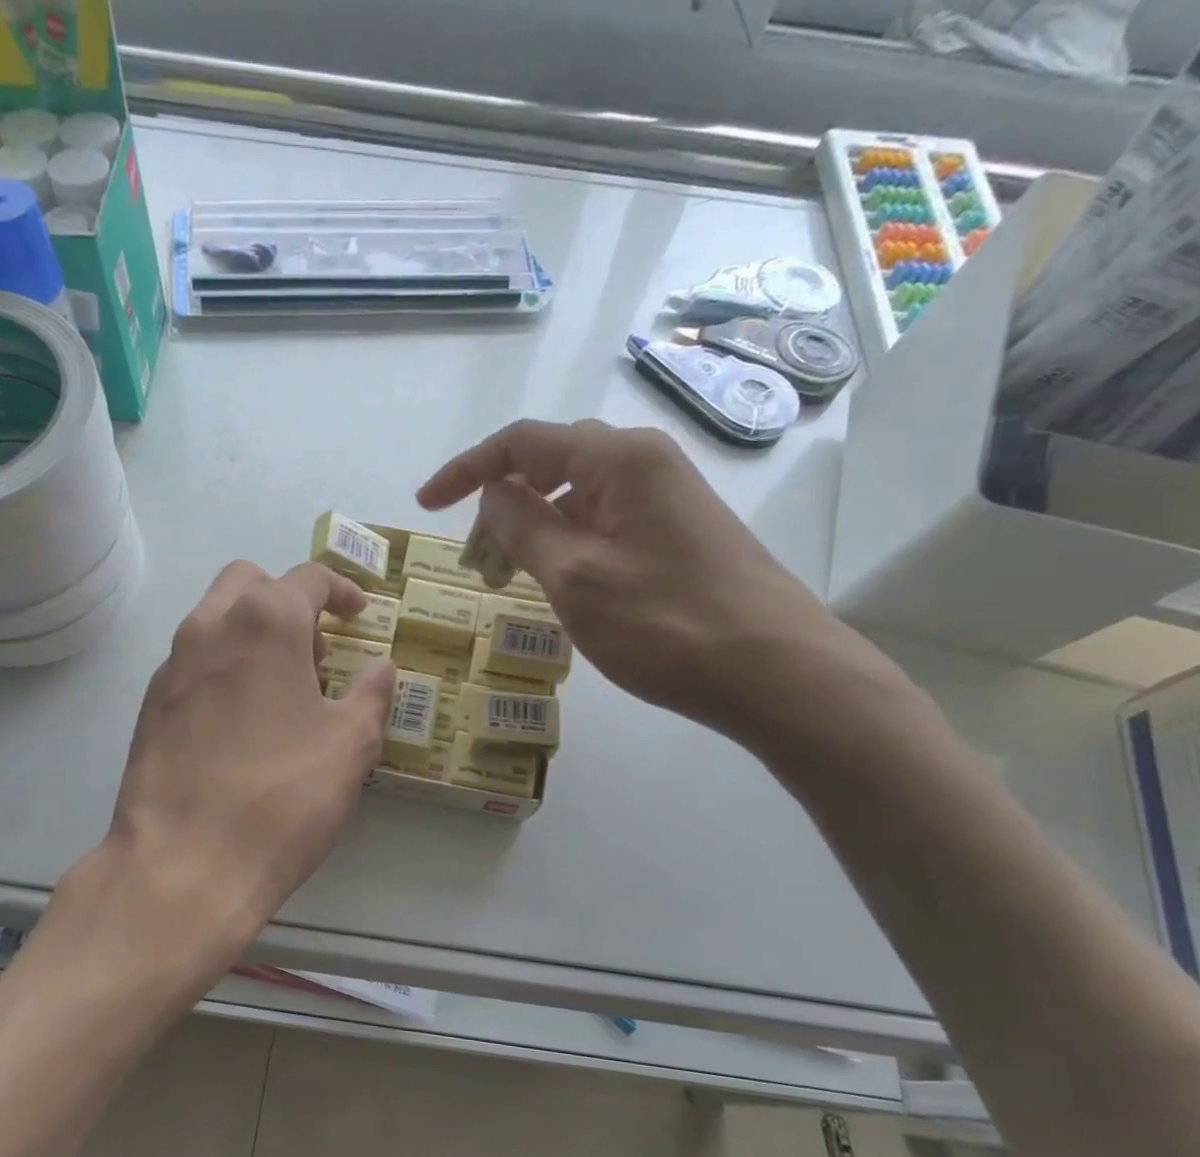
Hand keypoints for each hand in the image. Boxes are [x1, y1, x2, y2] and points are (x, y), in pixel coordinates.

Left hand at [104, 561, 394, 961]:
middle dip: (289, 601)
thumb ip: (372, 695)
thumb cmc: (282, 797)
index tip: (361, 614)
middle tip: (317, 651)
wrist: (184, 864)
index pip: (308, 577)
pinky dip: (225, 668)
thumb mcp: (350, 745)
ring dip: (254, 634)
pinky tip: (243, 724)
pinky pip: (194, 663)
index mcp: (264, 622)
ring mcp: (171, 666)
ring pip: (215, 620)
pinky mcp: (150, 706)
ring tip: (285, 692)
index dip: (342, 590)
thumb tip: (382, 668)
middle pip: (251, 583)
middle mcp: (208, 627)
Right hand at [418, 419, 884, 740]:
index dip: (467, 470)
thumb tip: (494, 494)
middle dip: (502, 502)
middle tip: (476, 558)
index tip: (425, 506)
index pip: (523, 442)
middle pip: (551, 463)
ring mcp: (665, 499)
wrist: (773, 671)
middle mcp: (644, 464)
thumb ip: (524, 529)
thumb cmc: (665, 623)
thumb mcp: (576, 578)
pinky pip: (604, 524)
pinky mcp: (676, 534)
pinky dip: (567, 546)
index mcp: (618, 460)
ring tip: (507, 578)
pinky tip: (558, 583)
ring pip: (578, 498)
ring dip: (534, 529)